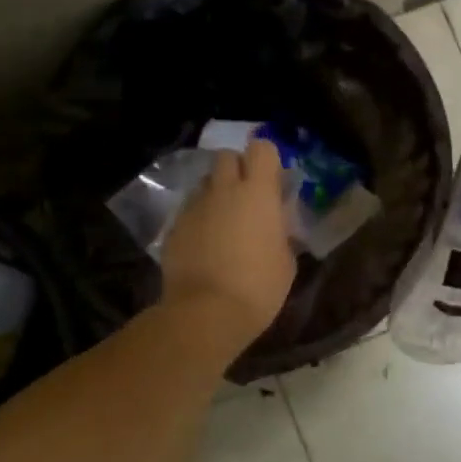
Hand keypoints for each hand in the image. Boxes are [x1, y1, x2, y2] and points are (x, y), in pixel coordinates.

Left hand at [161, 138, 297, 352]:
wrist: (206, 312)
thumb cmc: (259, 287)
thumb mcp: (286, 261)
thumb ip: (281, 232)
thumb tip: (276, 223)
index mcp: (258, 193)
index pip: (262, 149)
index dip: (267, 160)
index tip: (272, 182)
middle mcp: (224, 190)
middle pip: (227, 157)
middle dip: (237, 169)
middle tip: (247, 198)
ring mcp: (194, 206)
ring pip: (206, 184)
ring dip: (216, 194)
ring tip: (223, 223)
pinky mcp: (174, 227)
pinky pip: (189, 210)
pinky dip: (199, 219)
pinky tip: (205, 245)